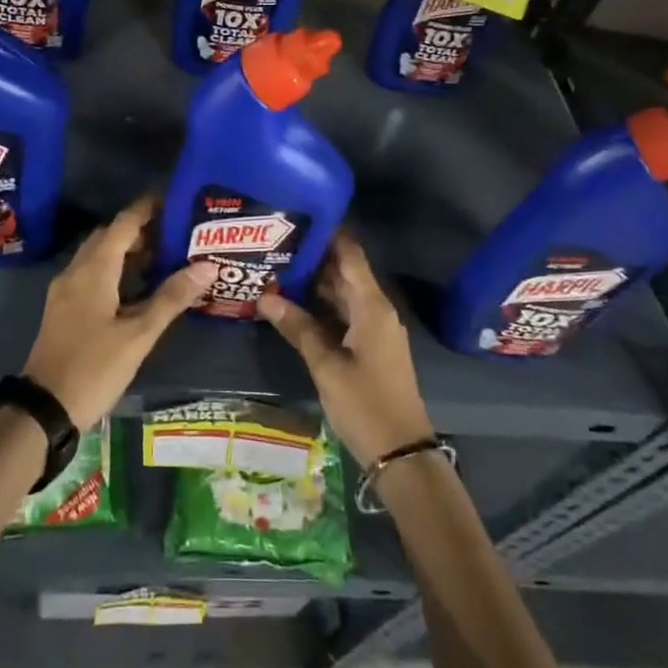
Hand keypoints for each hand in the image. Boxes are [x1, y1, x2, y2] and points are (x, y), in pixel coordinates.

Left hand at [23, 195, 213, 430]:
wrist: (43, 409)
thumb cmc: (94, 367)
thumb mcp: (139, 334)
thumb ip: (172, 298)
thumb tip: (207, 266)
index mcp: (94, 269)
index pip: (123, 223)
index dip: (147, 208)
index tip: (174, 200)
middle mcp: (76, 271)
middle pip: (109, 236)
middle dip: (140, 229)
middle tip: (175, 231)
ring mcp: (66, 290)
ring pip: (99, 255)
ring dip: (127, 250)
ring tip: (164, 255)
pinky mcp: (64, 309)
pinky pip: (91, 273)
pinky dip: (115, 269)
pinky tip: (137, 286)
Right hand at [257, 229, 434, 464]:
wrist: (401, 453)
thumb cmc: (365, 404)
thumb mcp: (326, 366)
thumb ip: (298, 328)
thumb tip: (265, 297)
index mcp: (371, 305)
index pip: (350, 254)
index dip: (329, 233)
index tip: (299, 215)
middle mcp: (376, 309)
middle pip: (344, 271)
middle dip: (314, 256)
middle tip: (276, 241)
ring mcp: (374, 328)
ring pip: (343, 293)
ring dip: (315, 281)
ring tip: (278, 266)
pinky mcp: (370, 345)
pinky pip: (344, 313)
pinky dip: (322, 305)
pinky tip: (294, 303)